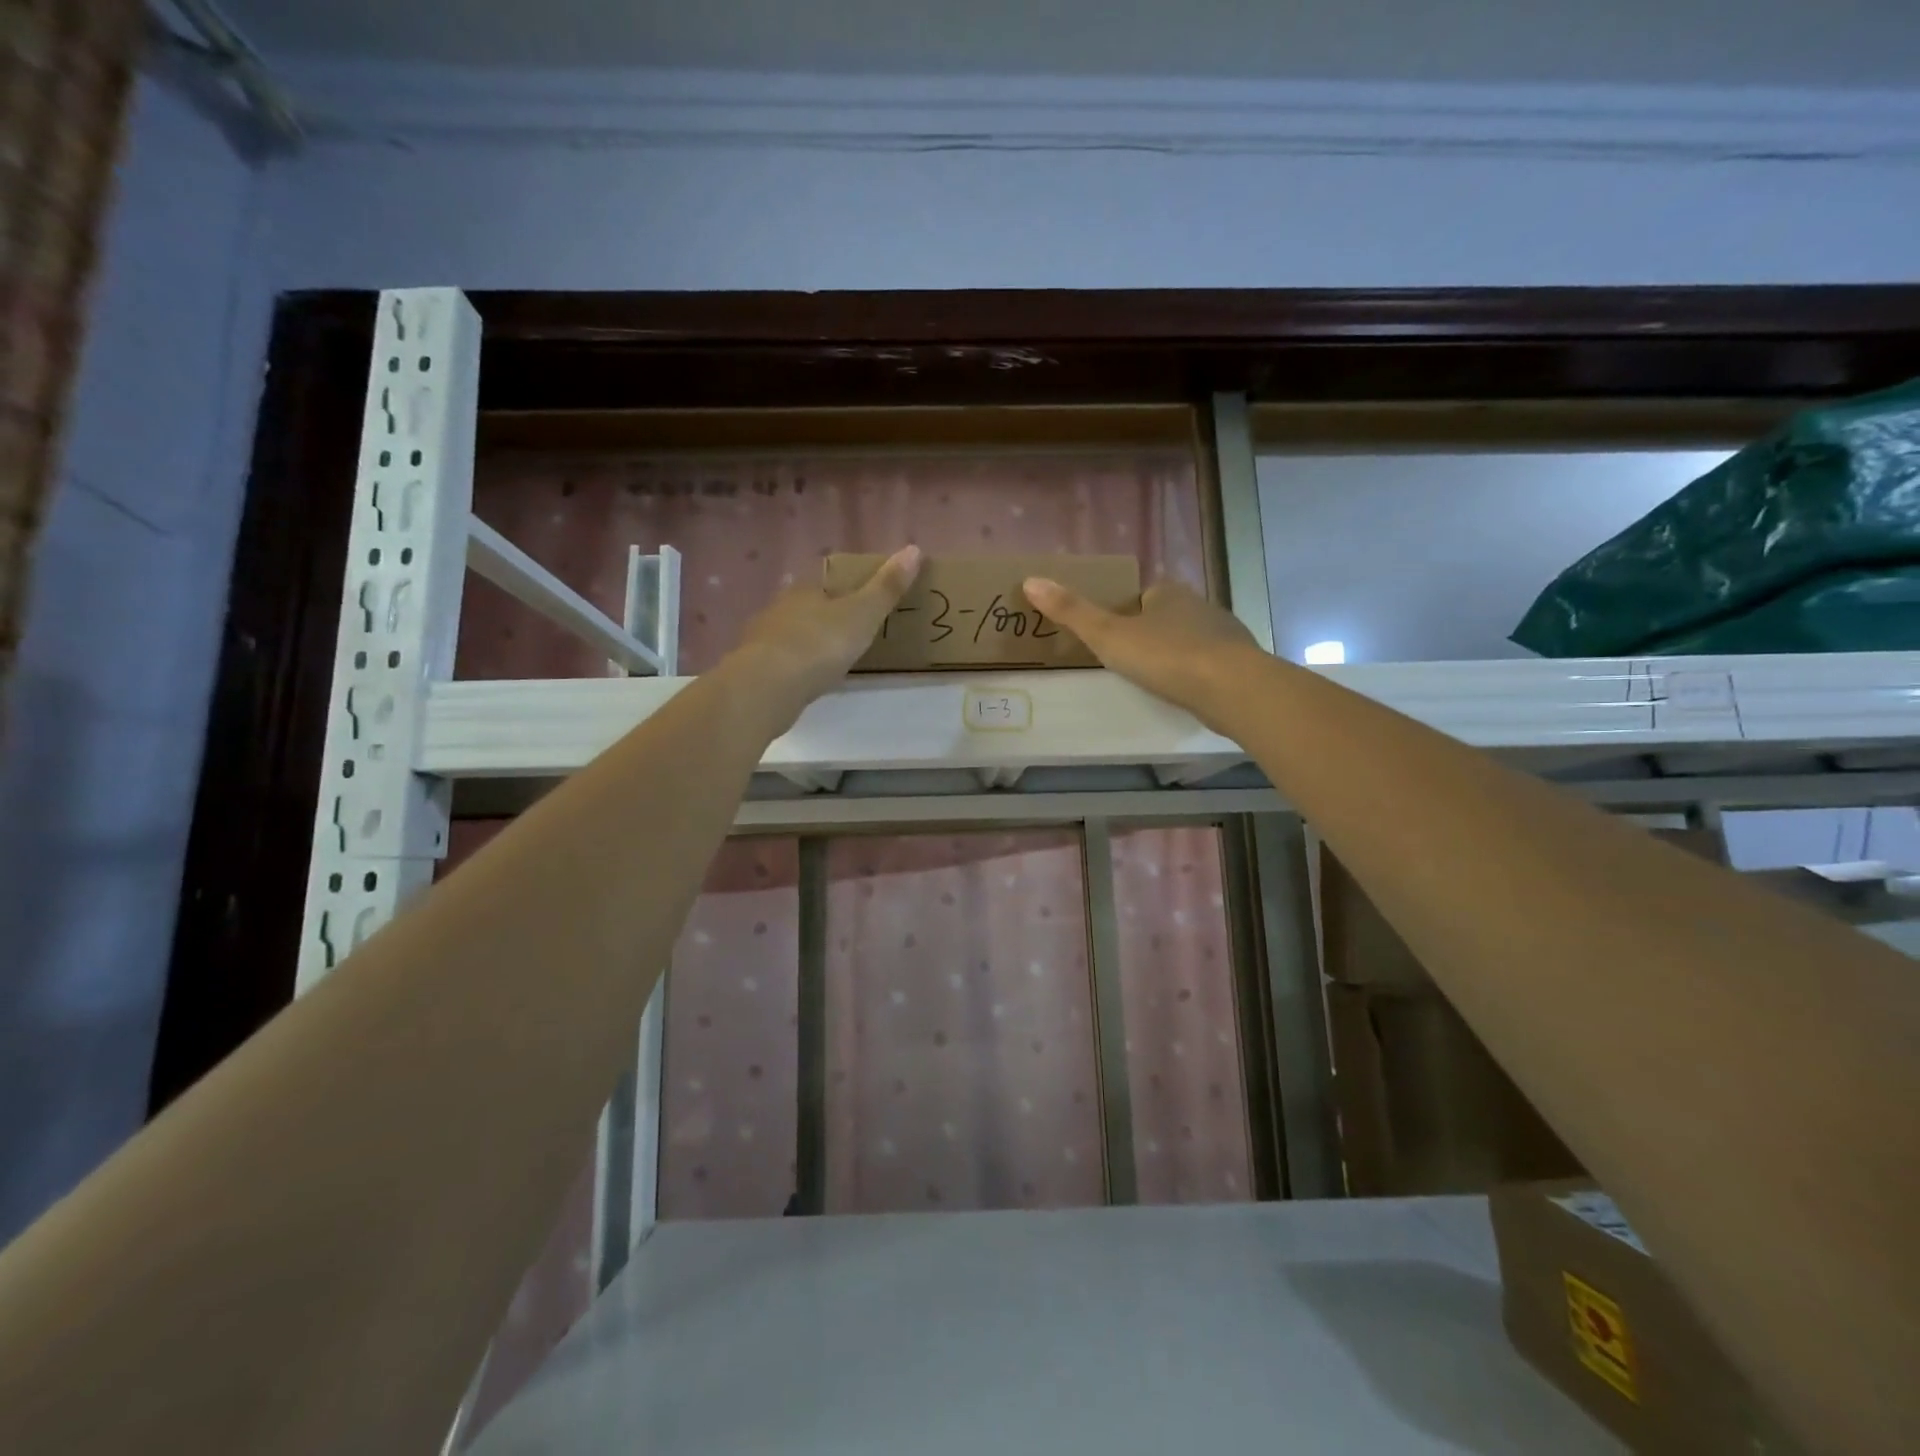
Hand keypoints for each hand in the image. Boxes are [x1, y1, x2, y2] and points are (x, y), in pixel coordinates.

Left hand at [728, 546, 922, 725]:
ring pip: (788, 635)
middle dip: (822, 619)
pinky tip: (802, 681)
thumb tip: (914, 548)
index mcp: (806, 591)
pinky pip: (778, 663)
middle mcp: (779, 609)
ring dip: (804, 644)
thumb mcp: (863, 614)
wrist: (769, 685)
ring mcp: (761, 640)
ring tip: (826, 662)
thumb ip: (887, 587)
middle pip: (805, 609)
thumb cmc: (820, 644)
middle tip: (847, 637)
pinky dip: (791, 668)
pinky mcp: (754, 670)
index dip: (843, 593)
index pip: (826, 584)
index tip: (860, 607)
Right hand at [1022, 576, 1261, 727]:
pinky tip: (1187, 691)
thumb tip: (1031, 580)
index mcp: (1168, 593)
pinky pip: (1211, 663)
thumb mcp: (1108, 635)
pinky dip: (1198, 673)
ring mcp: (1224, 634)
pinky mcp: (1240, 663)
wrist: (1231, 688)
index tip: (1114, 636)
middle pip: (1168, 616)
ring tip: (1157, 679)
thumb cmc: (1165, 656)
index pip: (1143, 595)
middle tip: (1130, 661)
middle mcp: (1199, 606)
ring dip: (1176, 653)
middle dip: (1152, 633)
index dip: (1127, 613)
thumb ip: (1072, 612)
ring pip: (1192, 639)